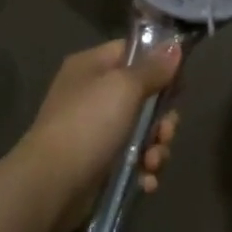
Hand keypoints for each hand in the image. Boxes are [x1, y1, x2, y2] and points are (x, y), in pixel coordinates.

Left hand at [13, 39, 181, 226]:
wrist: (51, 184)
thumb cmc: (88, 124)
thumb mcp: (124, 88)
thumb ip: (153, 68)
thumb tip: (174, 47)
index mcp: (92, 66)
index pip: (132, 53)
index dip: (159, 65)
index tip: (180, 83)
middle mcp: (92, 94)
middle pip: (143, 97)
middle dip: (162, 118)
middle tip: (165, 133)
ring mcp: (94, 131)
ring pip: (142, 131)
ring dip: (156, 148)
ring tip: (152, 163)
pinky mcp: (98, 163)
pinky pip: (132, 160)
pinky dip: (143, 170)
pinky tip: (146, 181)